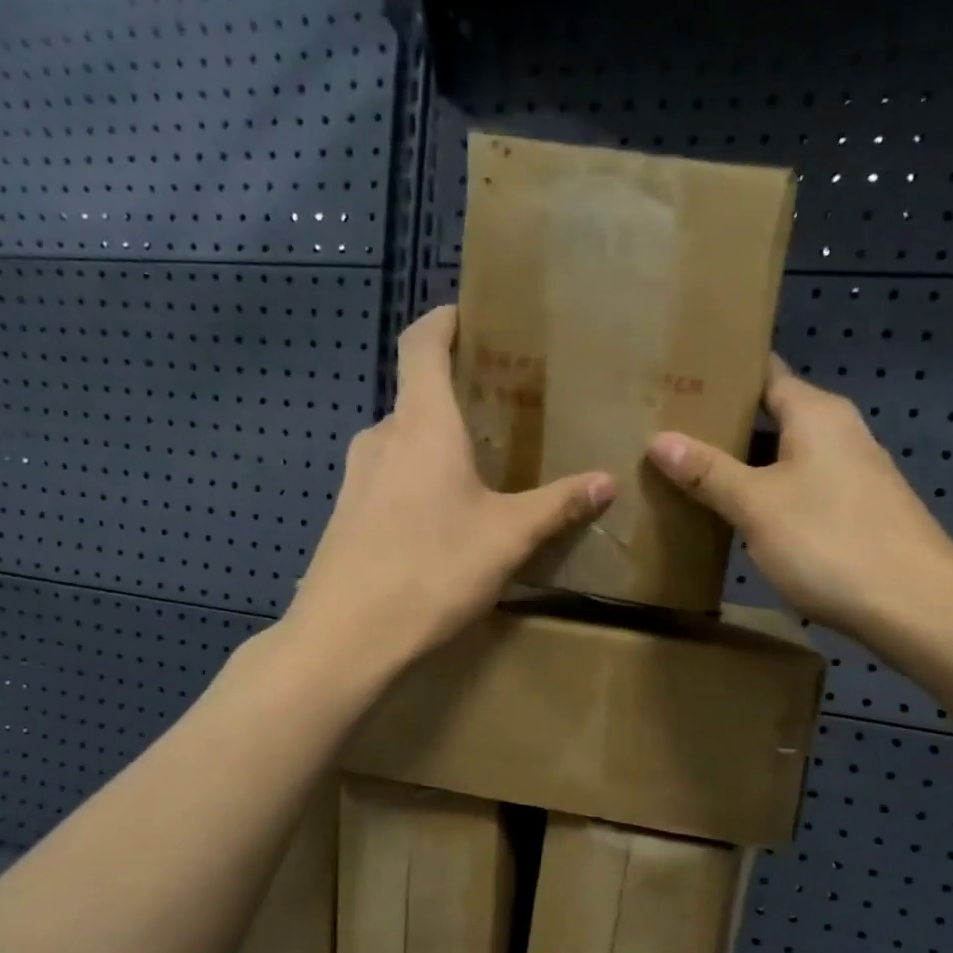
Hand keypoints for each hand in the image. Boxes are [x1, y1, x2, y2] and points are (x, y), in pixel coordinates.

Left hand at [284, 305, 613, 671]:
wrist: (346, 636)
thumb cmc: (432, 569)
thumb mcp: (508, 538)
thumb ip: (557, 505)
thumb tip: (607, 481)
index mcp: (422, 424)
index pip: (422, 343)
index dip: (443, 320)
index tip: (470, 316)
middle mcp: (382, 437)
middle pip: (416, 395)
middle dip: (456, 395)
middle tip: (502, 411)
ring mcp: (356, 478)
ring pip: (403, 442)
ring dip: (437, 444)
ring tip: (479, 469)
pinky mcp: (345, 516)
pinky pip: (389, 479)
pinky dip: (417, 480)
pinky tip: (443, 520)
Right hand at [646, 357, 952, 645]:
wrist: (915, 607)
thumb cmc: (830, 542)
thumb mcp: (757, 506)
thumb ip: (708, 472)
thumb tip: (659, 439)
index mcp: (817, 414)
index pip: (765, 373)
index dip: (723, 374)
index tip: (679, 380)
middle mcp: (841, 433)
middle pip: (774, 416)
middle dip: (725, 426)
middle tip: (669, 434)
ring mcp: (855, 474)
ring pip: (788, 458)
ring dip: (747, 466)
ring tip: (693, 475)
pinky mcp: (861, 512)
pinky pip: (804, 490)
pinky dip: (772, 495)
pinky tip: (743, 517)